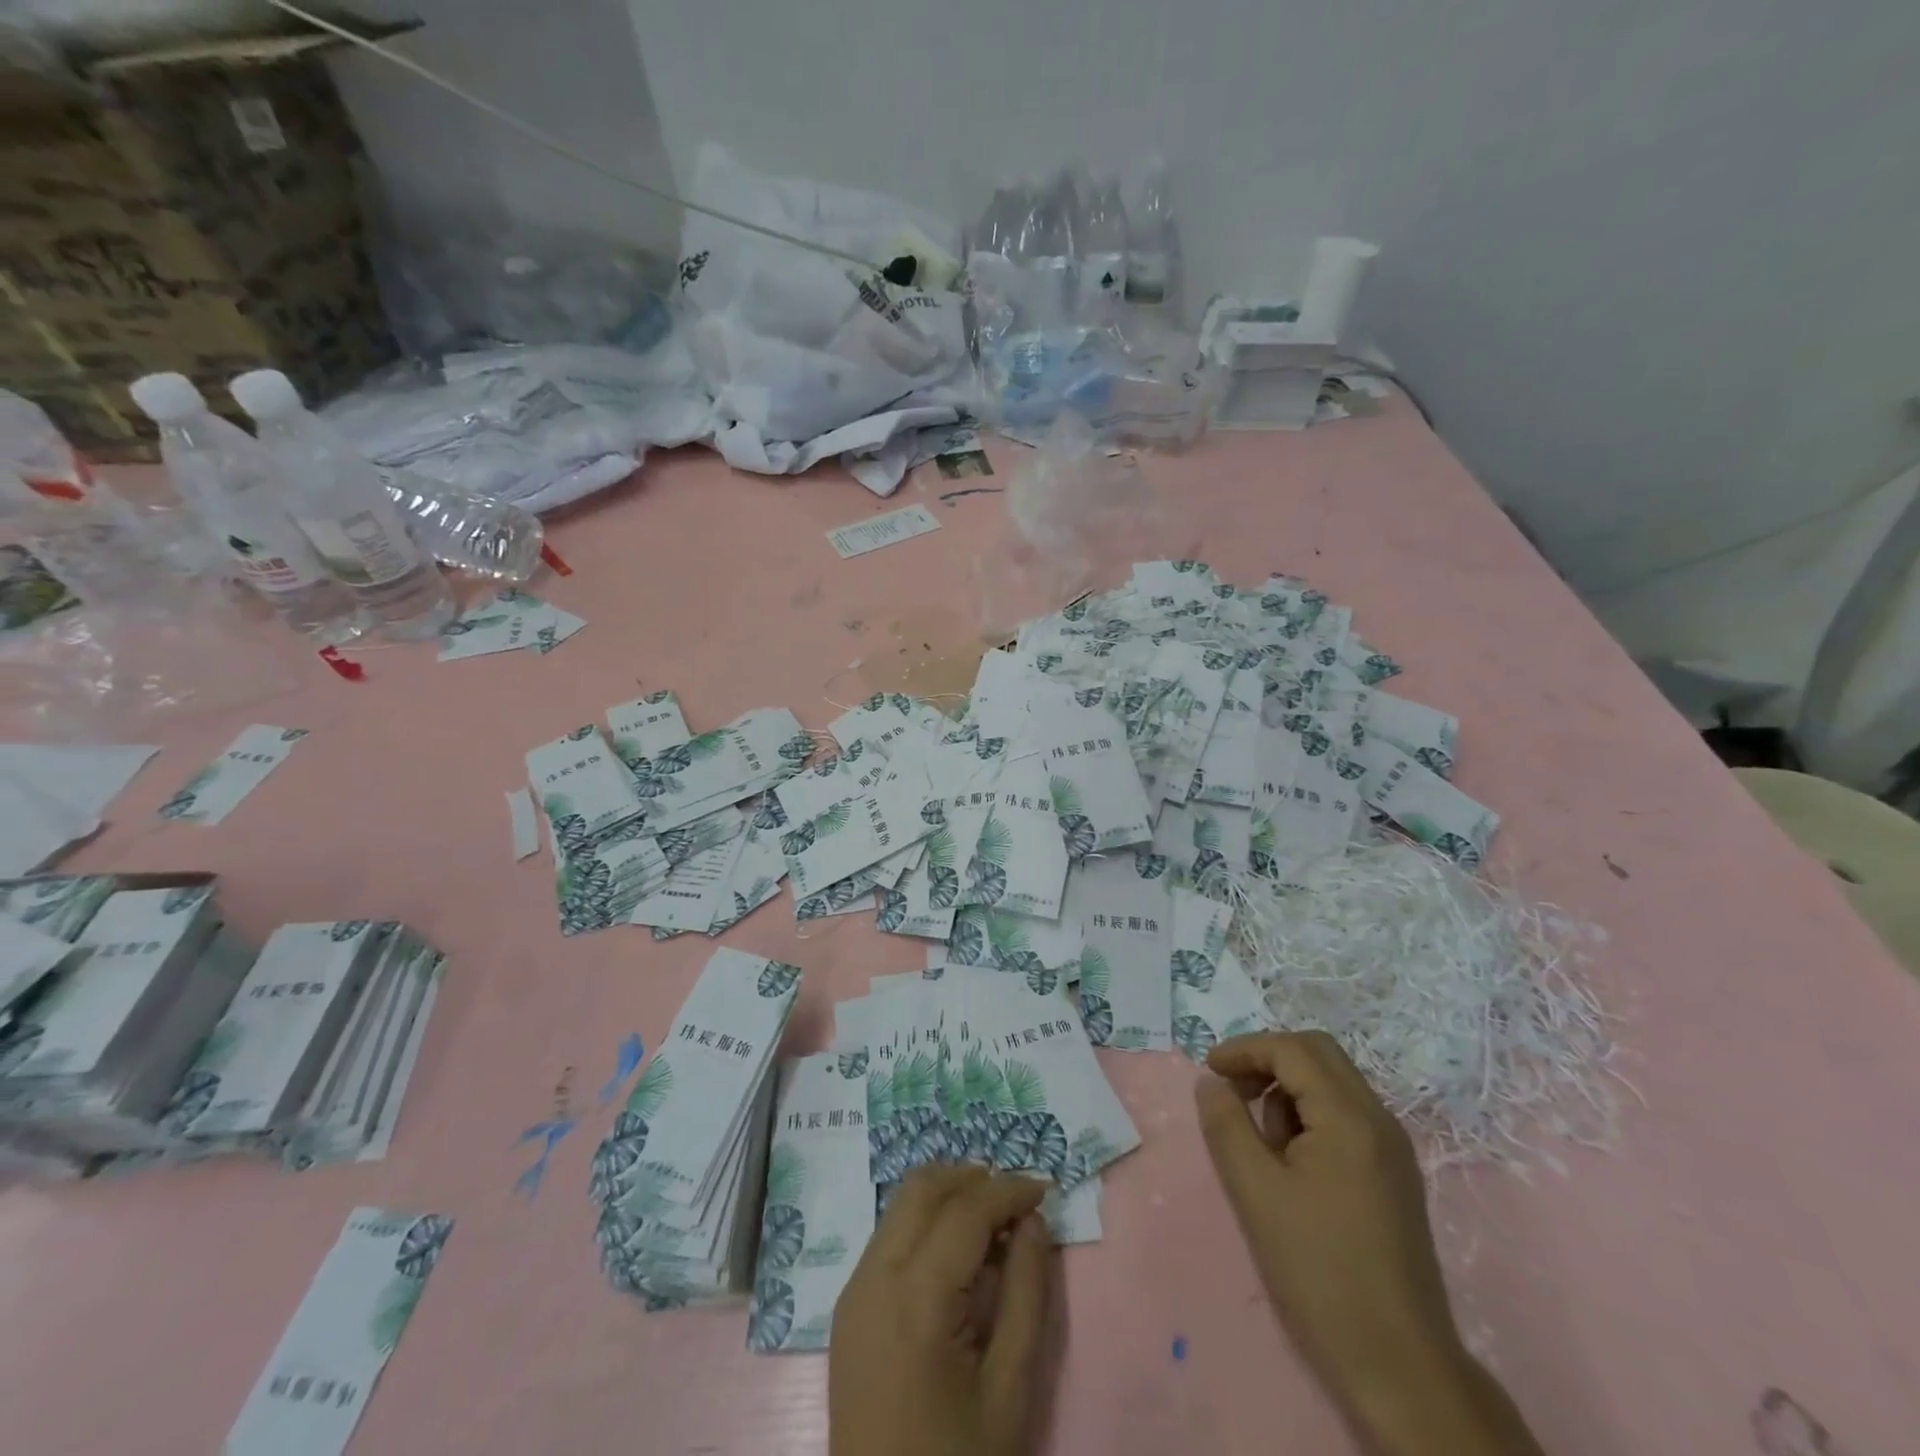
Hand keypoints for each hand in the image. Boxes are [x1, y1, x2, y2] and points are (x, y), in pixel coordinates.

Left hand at [830, 1165, 1055, 1455]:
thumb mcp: (1010, 1390)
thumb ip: (1025, 1294)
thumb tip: (1032, 1222)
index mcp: (915, 1298)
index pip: (964, 1209)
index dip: (1008, 1189)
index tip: (1045, 1190)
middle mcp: (874, 1276)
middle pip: (922, 1188)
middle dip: (973, 1179)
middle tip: (1016, 1200)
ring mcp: (854, 1289)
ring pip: (901, 1204)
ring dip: (948, 1196)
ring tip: (992, 1222)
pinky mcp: (848, 1306)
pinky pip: (889, 1235)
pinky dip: (925, 1222)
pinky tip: (957, 1255)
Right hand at [1195, 1032, 1542, 1455]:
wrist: (1400, 1366)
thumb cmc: (1319, 1272)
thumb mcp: (1256, 1192)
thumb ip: (1226, 1125)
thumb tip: (1211, 1082)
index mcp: (1350, 1117)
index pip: (1292, 1049)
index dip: (1244, 1049)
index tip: (1208, 1071)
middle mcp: (1379, 1120)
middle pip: (1318, 1054)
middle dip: (1267, 1059)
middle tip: (1230, 1089)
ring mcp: (1392, 1148)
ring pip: (1333, 1082)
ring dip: (1288, 1087)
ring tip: (1257, 1136)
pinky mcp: (1394, 1175)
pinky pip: (1346, 1115)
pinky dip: (1309, 1114)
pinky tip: (1288, 1158)